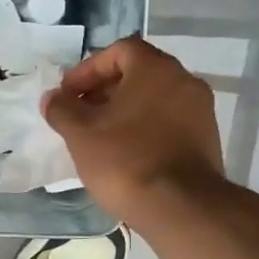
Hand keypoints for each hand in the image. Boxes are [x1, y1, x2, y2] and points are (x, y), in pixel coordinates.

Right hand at [43, 36, 226, 222]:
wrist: (181, 208)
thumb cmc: (126, 160)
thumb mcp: (81, 134)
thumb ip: (62, 110)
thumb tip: (52, 98)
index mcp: (155, 69)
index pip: (119, 50)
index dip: (88, 69)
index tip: (68, 94)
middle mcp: (184, 80)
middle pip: (138, 73)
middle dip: (105, 90)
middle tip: (80, 114)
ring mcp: (200, 111)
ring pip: (154, 98)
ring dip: (125, 110)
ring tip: (99, 136)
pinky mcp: (206, 139)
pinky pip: (168, 121)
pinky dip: (145, 127)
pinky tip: (125, 153)